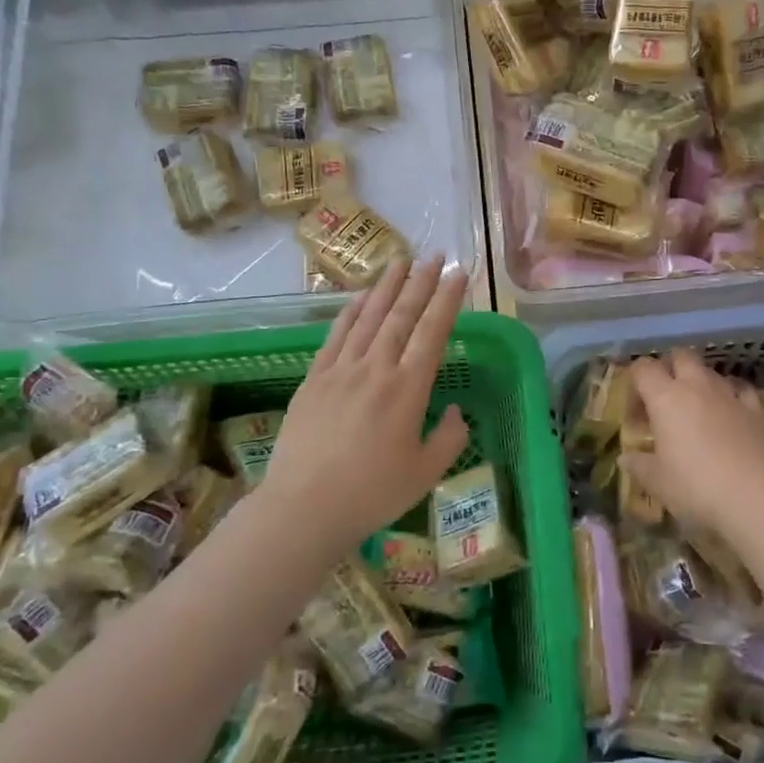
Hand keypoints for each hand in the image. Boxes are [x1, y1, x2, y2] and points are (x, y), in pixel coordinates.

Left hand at [258, 257, 469, 549]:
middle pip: (401, 315)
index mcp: (408, 388)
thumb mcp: (426, 473)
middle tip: (435, 255)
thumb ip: (449, 438)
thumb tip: (456, 412)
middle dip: (421, 282)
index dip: (448, 299)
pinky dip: (350, 312)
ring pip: (368, 317)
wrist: (304, 507)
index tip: (459, 273)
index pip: (433, 332)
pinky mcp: (314, 380)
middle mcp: (376, 369)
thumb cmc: (372, 493)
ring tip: (401, 261)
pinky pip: (336, 336)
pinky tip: (359, 297)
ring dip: (386, 286)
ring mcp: (341, 370)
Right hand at [621, 349, 763, 540]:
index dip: (634, 383)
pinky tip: (729, 410)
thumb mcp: (657, 482)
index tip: (635, 413)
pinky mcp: (755, 409)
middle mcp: (697, 386)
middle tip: (663, 399)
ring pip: (710, 371)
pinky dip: (731, 394)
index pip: (643, 368)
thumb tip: (625, 459)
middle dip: (669, 369)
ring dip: (698, 382)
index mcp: (666, 398)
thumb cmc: (696, 487)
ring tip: (695, 410)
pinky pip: (740, 388)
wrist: (755, 498)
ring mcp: (729, 394)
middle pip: (680, 356)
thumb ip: (638, 466)